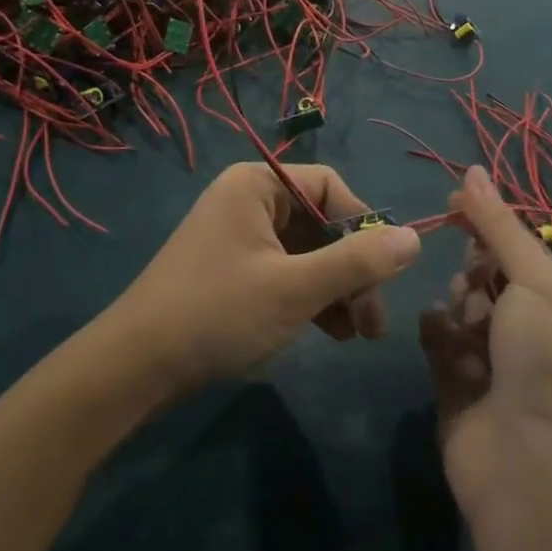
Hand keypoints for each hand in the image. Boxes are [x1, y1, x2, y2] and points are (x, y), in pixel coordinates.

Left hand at [108, 163, 421, 401]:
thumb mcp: (295, 288)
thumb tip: (415, 239)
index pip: (330, 187)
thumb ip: (357, 263)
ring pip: (306, 250)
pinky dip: (310, 296)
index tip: (384, 274)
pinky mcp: (233, 269)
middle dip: (351, 268)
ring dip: (336, 288)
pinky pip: (286, 270)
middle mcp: (248, 199)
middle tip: (374, 321)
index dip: (362, 226)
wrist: (136, 366)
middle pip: (321, 221)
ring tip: (358, 335)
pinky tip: (331, 332)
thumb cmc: (218, 312)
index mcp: (257, 184)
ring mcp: (239, 235)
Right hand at [419, 167, 551, 509]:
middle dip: (476, 268)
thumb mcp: (533, 283)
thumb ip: (499, 226)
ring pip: (460, 298)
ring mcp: (491, 354)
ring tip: (466, 329)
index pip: (521, 245)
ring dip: (459, 303)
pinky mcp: (456, 377)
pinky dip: (440, 334)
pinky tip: (446, 348)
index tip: (456, 200)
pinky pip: (439, 334)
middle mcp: (529, 327)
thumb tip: (473, 168)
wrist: (523, 469)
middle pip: (487, 269)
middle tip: (476, 284)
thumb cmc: (541, 364)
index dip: (490, 220)